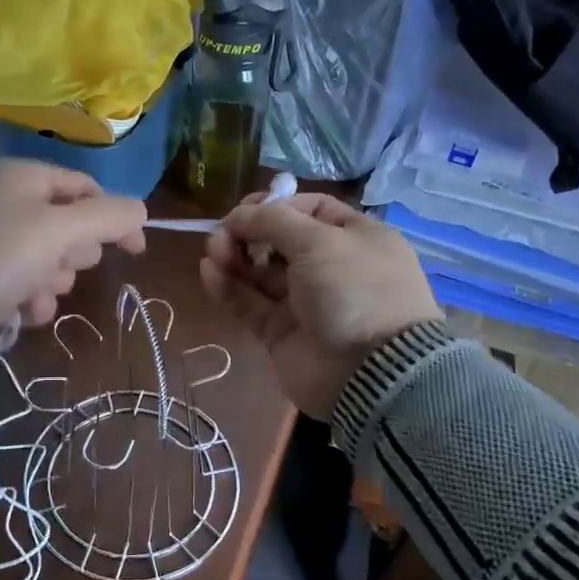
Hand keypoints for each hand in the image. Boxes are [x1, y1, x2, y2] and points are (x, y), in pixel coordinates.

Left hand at [0, 161, 146, 349]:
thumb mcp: (60, 228)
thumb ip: (108, 217)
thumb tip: (141, 211)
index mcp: (24, 178)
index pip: (85, 188)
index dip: (115, 216)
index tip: (135, 249)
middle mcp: (8, 203)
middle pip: (70, 227)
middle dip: (74, 254)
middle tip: (61, 263)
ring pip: (51, 261)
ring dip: (53, 281)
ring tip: (36, 291)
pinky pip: (27, 284)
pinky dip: (32, 298)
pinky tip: (24, 309)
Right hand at [200, 192, 440, 418]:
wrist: (369, 373)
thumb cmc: (353, 290)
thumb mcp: (319, 241)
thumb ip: (272, 220)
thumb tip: (238, 216)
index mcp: (353, 237)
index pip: (309, 209)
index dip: (275, 205)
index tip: (246, 211)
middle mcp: (330, 265)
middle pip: (278, 239)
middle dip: (247, 232)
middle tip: (222, 236)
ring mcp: (304, 300)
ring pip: (259, 270)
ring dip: (233, 257)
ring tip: (212, 253)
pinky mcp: (280, 330)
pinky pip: (249, 301)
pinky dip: (228, 286)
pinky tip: (209, 272)